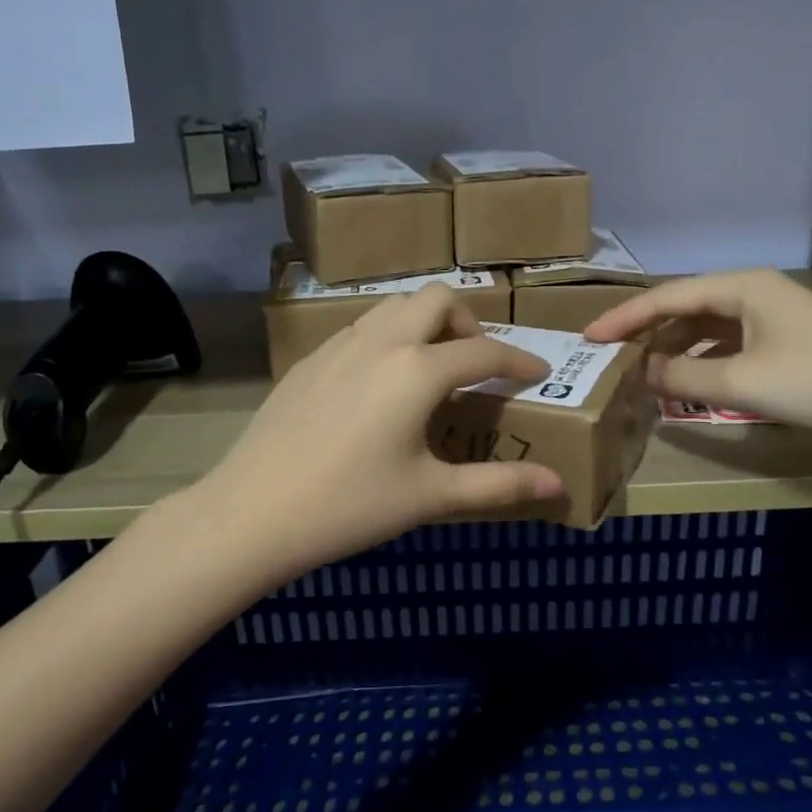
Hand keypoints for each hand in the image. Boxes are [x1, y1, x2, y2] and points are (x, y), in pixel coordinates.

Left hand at [197, 284, 564, 578]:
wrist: (252, 513)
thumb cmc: (350, 506)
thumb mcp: (431, 496)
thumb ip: (500, 486)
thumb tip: (558, 485)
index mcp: (417, 371)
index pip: (484, 353)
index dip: (519, 362)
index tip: (538, 374)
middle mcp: (381, 342)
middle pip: (436, 299)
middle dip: (467, 323)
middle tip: (475, 366)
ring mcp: (338, 346)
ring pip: (393, 307)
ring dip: (424, 324)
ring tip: (430, 370)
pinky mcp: (308, 360)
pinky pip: (361, 328)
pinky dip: (388, 339)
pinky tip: (379, 386)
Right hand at [582, 269, 811, 436]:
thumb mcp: (740, 381)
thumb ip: (682, 377)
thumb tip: (642, 374)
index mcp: (739, 286)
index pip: (666, 297)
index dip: (624, 318)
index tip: (589, 338)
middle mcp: (751, 291)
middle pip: (684, 307)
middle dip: (646, 333)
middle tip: (610, 356)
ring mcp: (770, 314)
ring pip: (705, 326)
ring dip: (673, 348)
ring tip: (642, 373)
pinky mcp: (783, 338)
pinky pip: (726, 342)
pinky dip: (701, 359)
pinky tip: (689, 380)